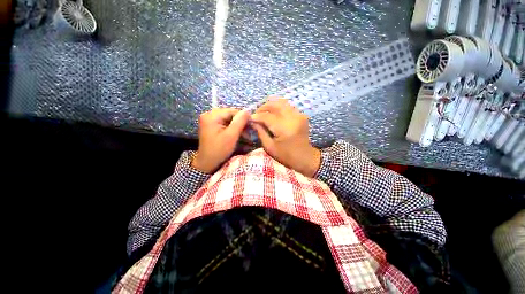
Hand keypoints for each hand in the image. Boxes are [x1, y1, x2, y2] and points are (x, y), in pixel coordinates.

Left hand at [192, 108, 249, 172]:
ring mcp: (210, 121)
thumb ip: (239, 122)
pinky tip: (240, 135)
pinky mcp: (212, 126)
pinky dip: (233, 129)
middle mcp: (209, 115)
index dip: (243, 117)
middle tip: (250, 131)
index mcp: (211, 116)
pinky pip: (225, 124)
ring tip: (247, 135)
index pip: (231, 111)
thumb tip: (247, 110)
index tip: (252, 124)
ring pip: (229, 120)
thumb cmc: (219, 150)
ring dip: (238, 127)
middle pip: (230, 115)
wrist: (207, 163)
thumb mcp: (231, 136)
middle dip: (241, 123)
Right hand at [251, 98, 320, 176]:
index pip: (267, 116)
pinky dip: (278, 108)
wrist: (305, 158)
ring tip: (263, 113)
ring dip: (270, 106)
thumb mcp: (270, 147)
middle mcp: (293, 118)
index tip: (249, 118)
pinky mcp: (301, 115)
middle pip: (275, 104)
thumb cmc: (286, 156)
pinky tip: (273, 114)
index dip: (256, 116)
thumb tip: (252, 121)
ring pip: (281, 103)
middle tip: (256, 114)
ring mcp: (299, 115)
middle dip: (263, 107)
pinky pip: (287, 106)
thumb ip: (260, 132)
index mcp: (285, 129)